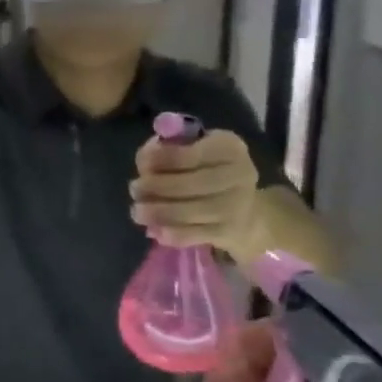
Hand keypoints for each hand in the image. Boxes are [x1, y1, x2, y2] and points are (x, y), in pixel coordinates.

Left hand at [129, 128, 264, 254]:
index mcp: (229, 147)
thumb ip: (169, 149)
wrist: (247, 213)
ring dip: (159, 212)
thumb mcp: (195, 150)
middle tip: (134, 188)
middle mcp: (240, 174)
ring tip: (137, 211)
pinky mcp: (230, 232)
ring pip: (192, 210)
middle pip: (192, 183)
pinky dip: (173, 233)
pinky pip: (196, 234)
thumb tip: (145, 157)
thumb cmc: (210, 172)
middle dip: (157, 186)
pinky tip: (155, 230)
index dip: (164, 158)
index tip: (142, 163)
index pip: (193, 153)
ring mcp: (238, 206)